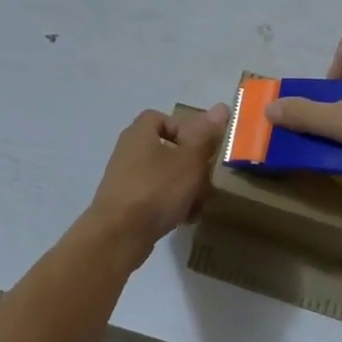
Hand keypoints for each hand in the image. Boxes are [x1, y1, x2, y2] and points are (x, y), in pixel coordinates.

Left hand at [84, 104, 228, 253]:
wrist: (120, 235)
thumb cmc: (156, 188)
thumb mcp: (189, 160)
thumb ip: (205, 136)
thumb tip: (221, 107)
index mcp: (139, 133)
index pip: (161, 117)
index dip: (183, 128)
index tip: (201, 146)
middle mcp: (128, 152)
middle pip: (166, 149)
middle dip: (191, 165)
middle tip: (207, 179)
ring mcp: (125, 179)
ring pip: (164, 176)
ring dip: (185, 188)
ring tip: (200, 203)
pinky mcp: (126, 204)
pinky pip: (155, 197)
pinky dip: (171, 205)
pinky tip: (185, 219)